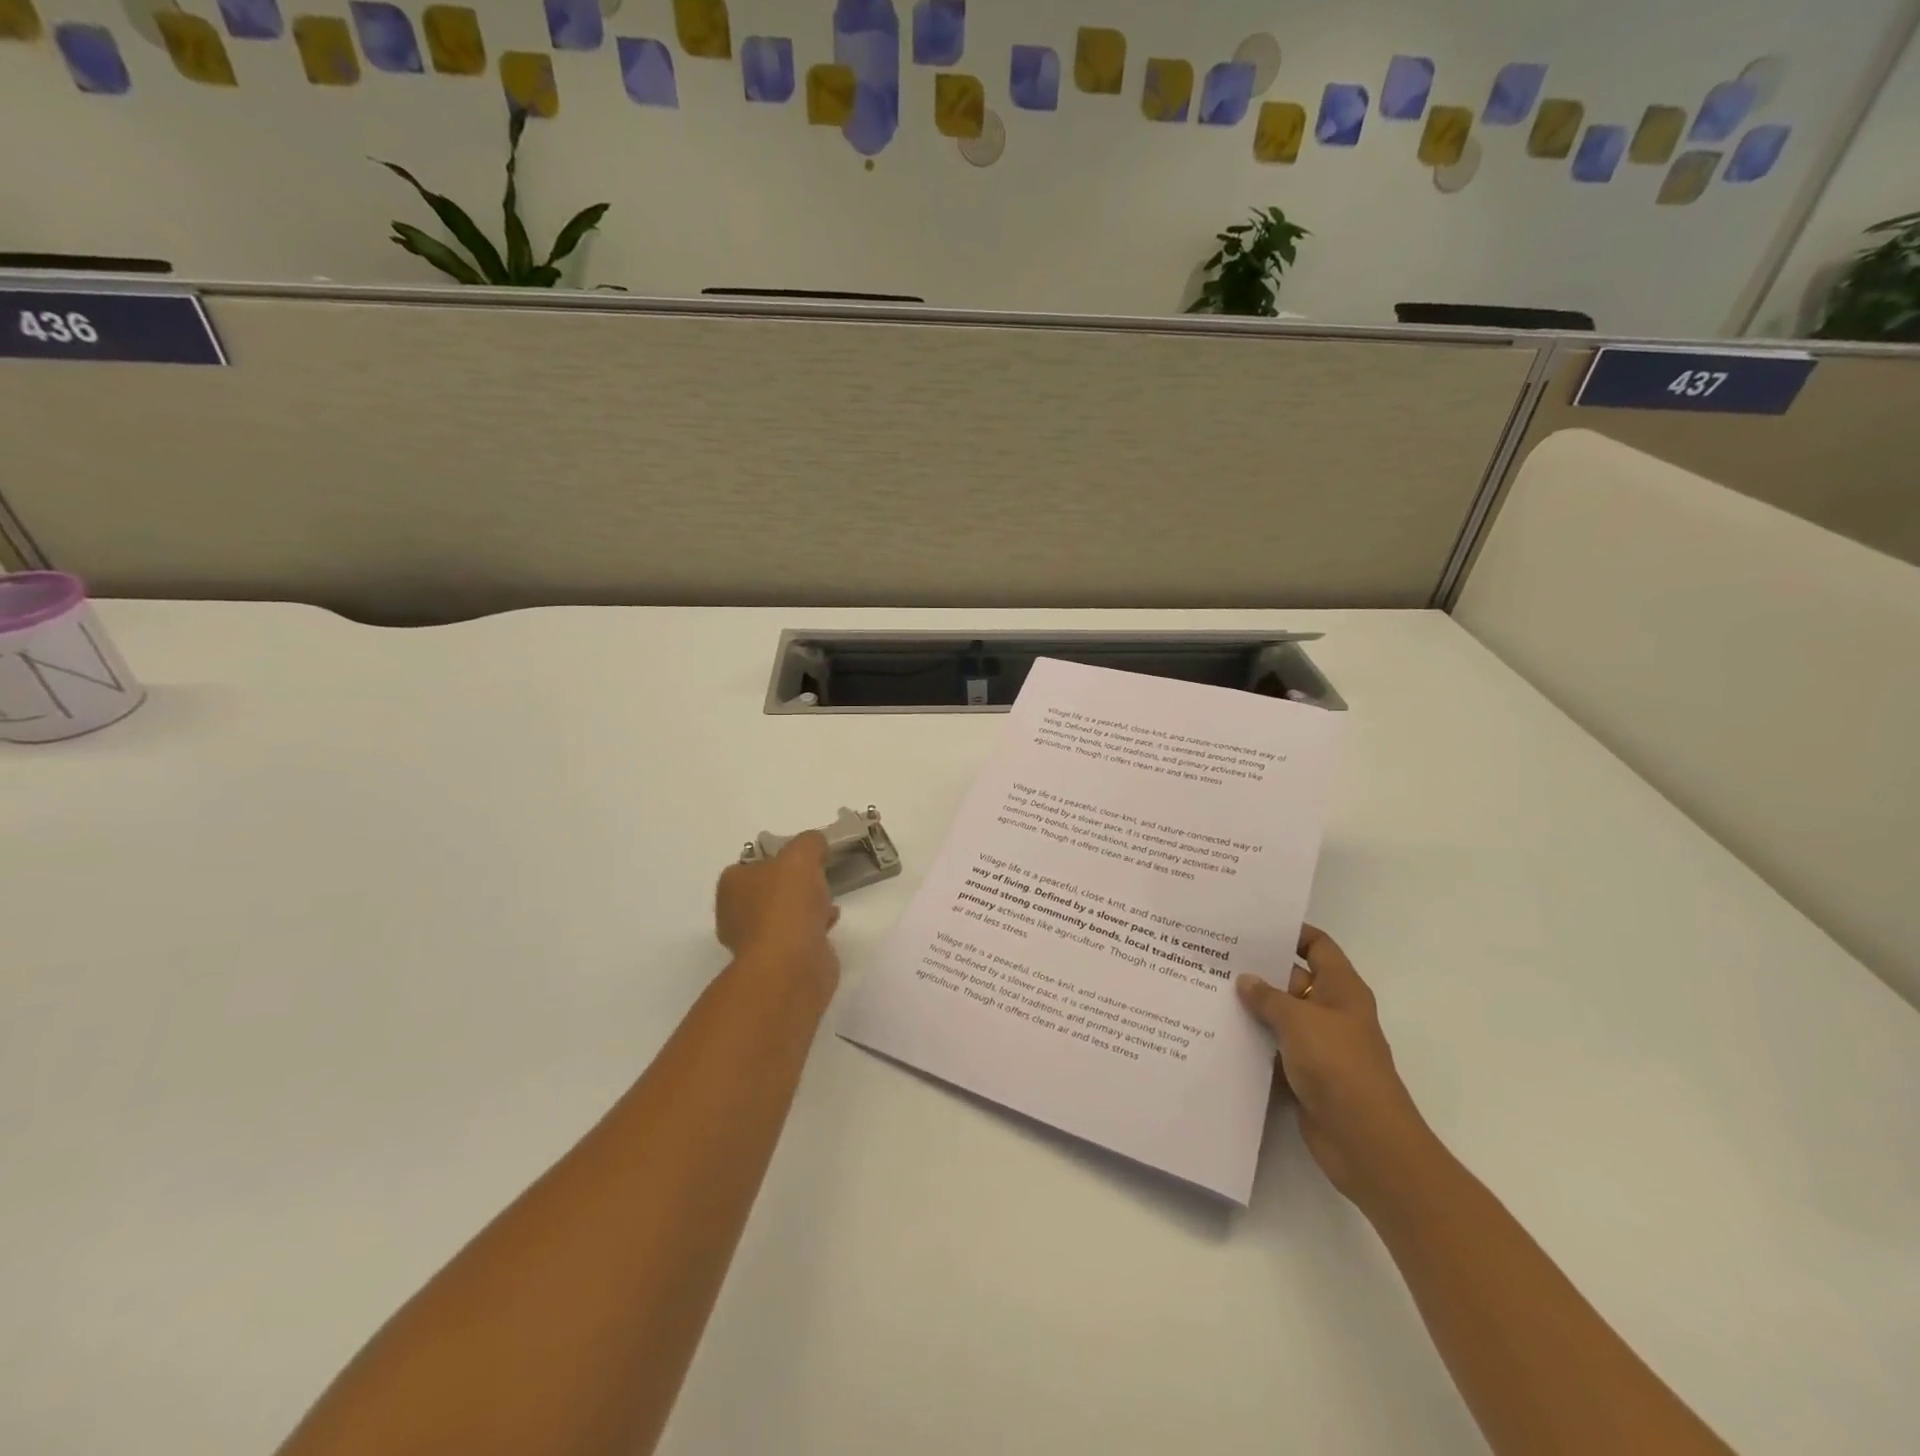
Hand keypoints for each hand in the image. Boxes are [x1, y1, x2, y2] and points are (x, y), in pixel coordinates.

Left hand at [715, 832, 840, 993]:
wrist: (792, 963)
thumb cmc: (787, 903)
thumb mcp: (801, 854)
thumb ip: (810, 842)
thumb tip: (816, 845)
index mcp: (732, 884)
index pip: (753, 863)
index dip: (779, 857)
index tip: (805, 857)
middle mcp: (736, 912)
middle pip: (769, 889)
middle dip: (793, 884)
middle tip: (818, 876)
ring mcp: (756, 940)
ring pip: (783, 913)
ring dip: (804, 907)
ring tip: (828, 899)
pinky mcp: (777, 961)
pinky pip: (797, 935)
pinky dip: (813, 927)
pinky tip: (830, 921)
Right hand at [1237, 926, 1434, 1209]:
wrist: (1365, 1140)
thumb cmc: (1338, 1066)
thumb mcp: (1298, 1020)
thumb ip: (1268, 997)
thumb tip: (1245, 980)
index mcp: (1342, 989)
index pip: (1317, 946)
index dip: (1290, 933)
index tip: (1251, 926)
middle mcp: (1332, 1012)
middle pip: (1293, 980)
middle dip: (1259, 971)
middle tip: (1215, 957)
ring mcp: (1319, 1045)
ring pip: (1280, 1016)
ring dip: (1252, 1009)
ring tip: (1207, 991)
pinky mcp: (1305, 1075)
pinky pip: (1274, 1049)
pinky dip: (1253, 1042)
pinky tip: (1219, 1033)